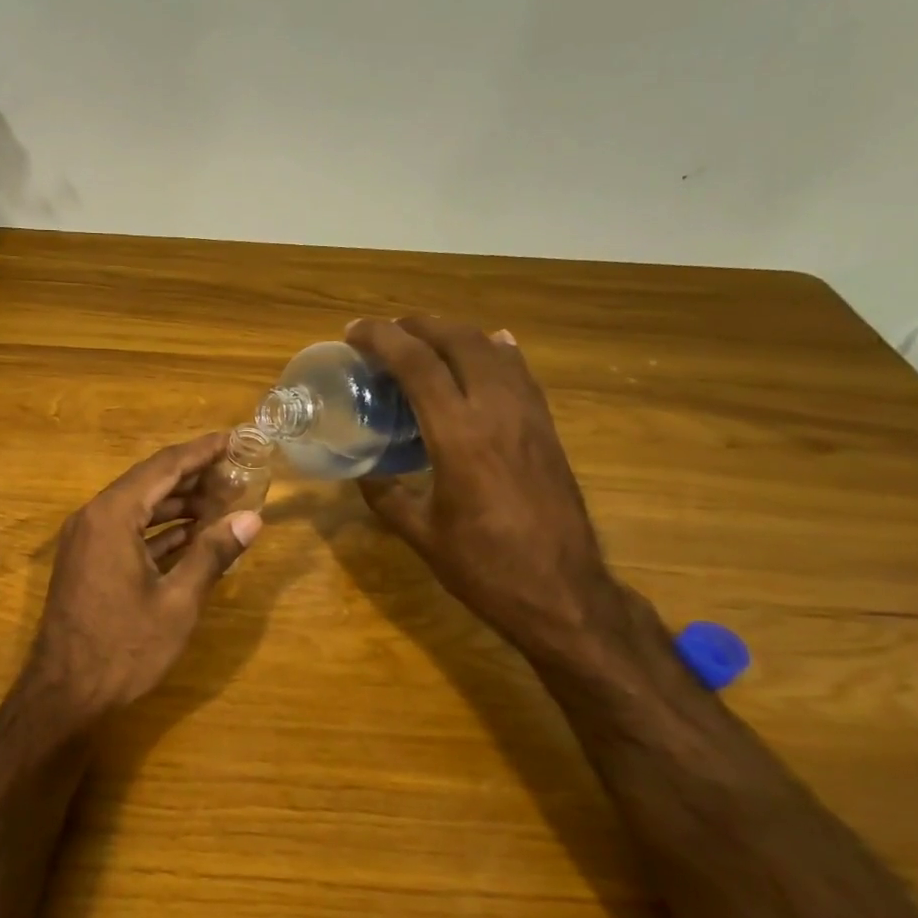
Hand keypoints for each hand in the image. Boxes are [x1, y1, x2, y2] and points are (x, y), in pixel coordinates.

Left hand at [21, 433, 263, 721]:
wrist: (64, 692)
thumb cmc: (123, 647)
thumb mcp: (177, 602)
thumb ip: (213, 554)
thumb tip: (252, 519)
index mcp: (113, 515)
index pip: (164, 467)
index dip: (202, 451)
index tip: (235, 439)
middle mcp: (95, 516)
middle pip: (150, 482)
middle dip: (194, 477)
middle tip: (237, 473)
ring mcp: (87, 539)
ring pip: (139, 507)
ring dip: (178, 504)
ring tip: (224, 502)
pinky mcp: (87, 561)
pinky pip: (127, 530)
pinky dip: (160, 530)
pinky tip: (192, 535)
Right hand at [346, 317, 618, 656]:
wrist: (563, 593)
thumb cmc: (484, 568)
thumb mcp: (420, 534)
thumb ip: (385, 495)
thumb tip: (362, 472)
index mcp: (459, 436)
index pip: (417, 364)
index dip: (382, 339)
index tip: (354, 332)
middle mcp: (497, 412)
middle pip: (458, 341)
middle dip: (418, 325)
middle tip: (386, 332)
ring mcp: (529, 416)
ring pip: (493, 350)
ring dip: (454, 334)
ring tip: (424, 339)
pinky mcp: (547, 428)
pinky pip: (520, 373)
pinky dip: (495, 352)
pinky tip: (488, 349)